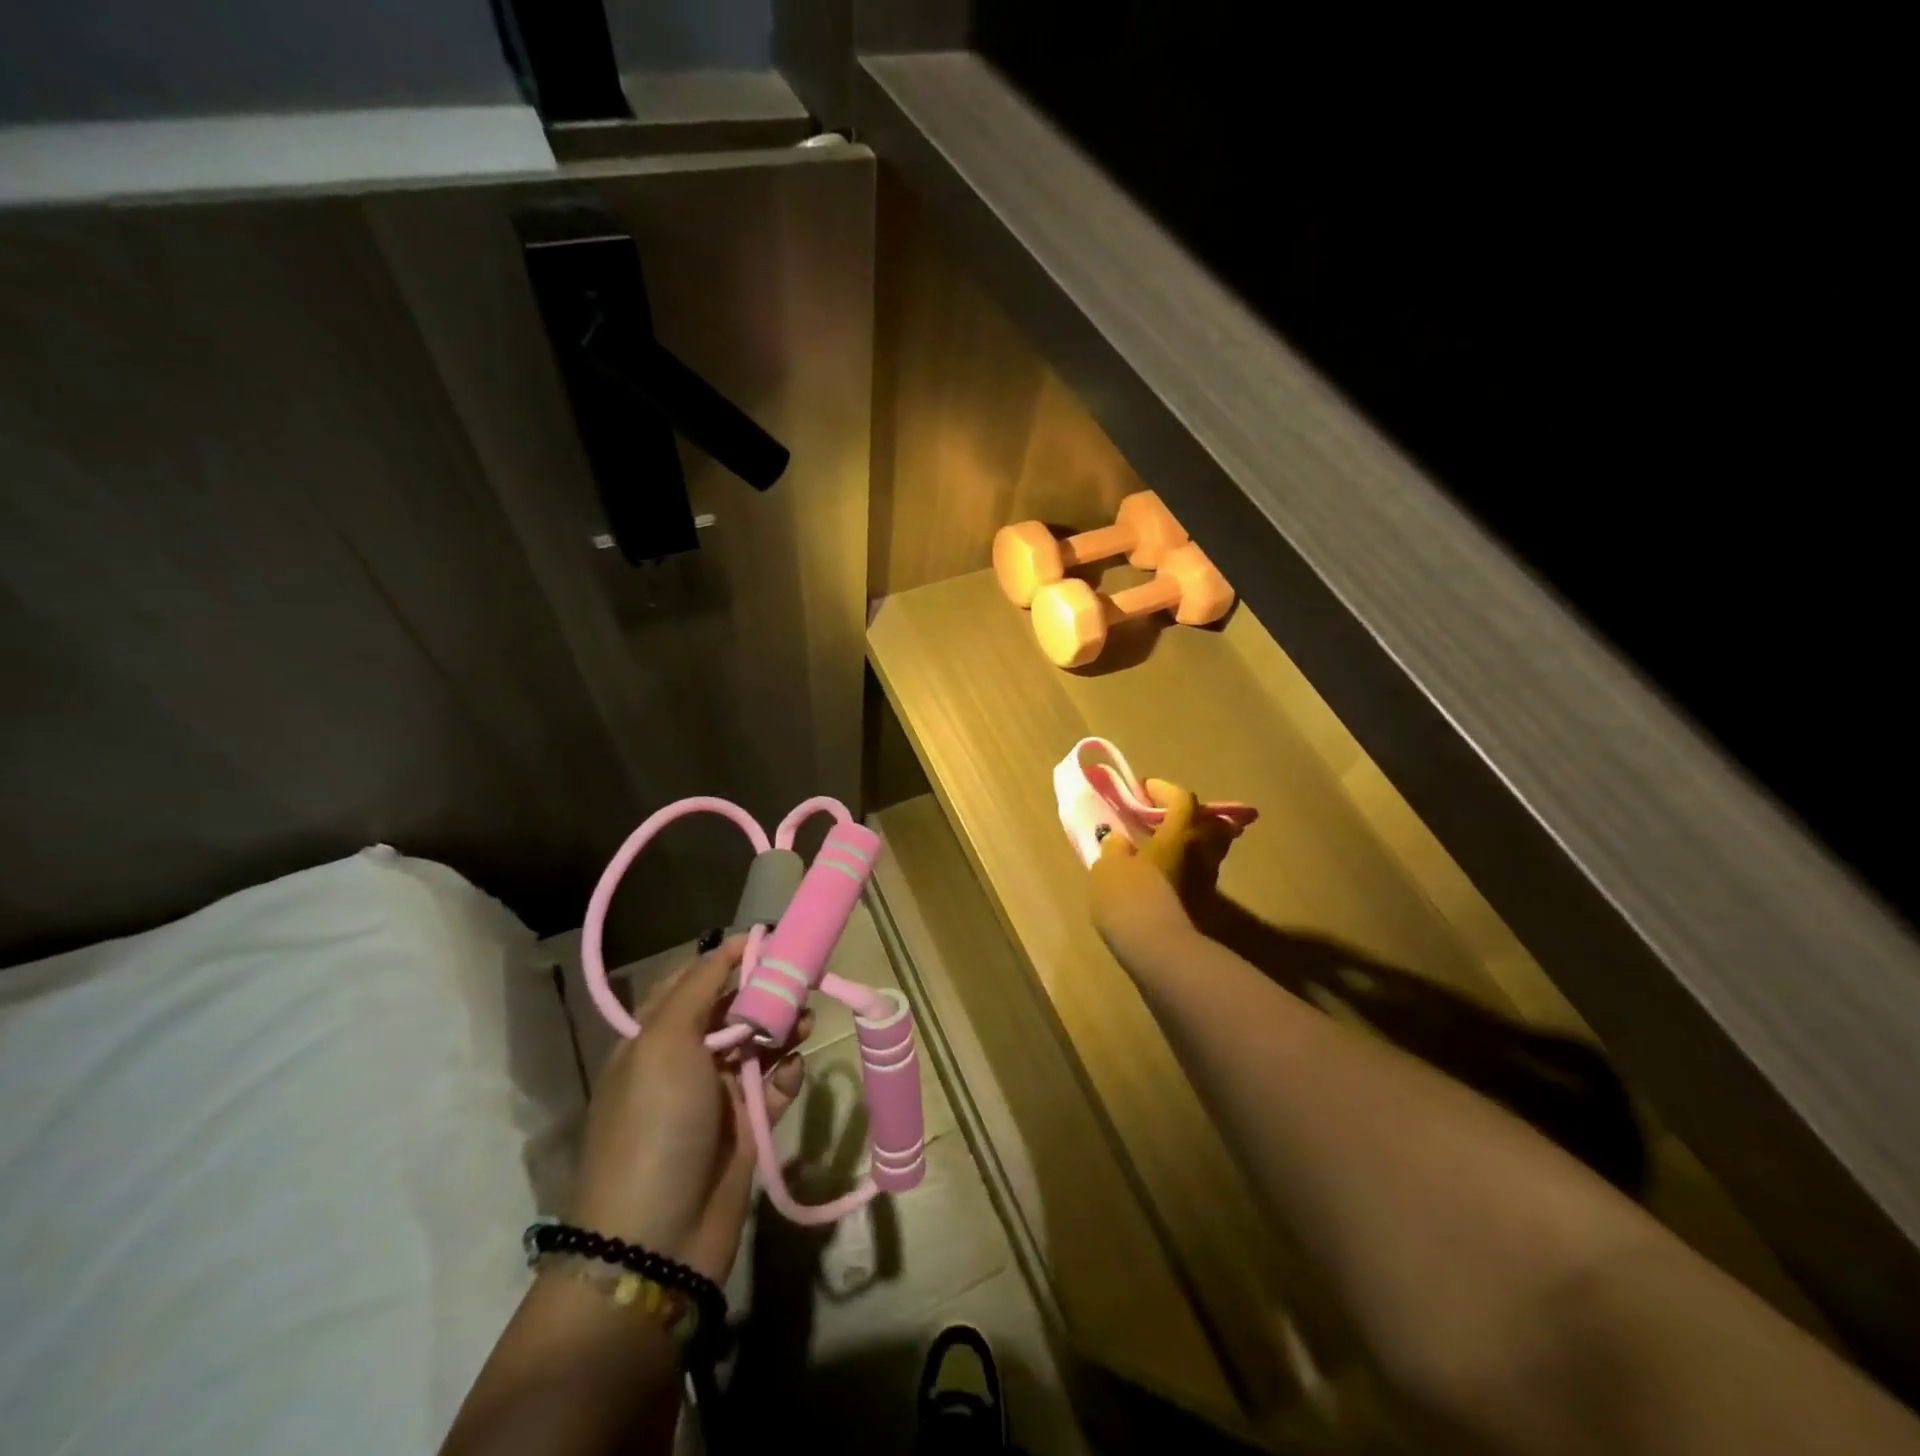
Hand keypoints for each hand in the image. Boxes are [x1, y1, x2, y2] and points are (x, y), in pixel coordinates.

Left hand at [566, 936, 808, 1282]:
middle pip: (732, 1010)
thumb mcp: (664, 1042)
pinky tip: (795, 1071)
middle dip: (765, 991)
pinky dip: (787, 1074)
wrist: (657, 1238)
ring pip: (758, 1044)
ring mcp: (716, 1097)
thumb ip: (699, 987)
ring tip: (806, 1022)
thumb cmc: (656, 1124)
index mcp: (654, 1038)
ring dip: (783, 1028)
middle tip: (801, 980)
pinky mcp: (746, 1128)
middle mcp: (684, 1062)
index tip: (770, 940)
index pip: (693, 981)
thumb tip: (729, 944)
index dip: (728, 958)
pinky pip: (774, 1087)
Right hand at [1088, 779, 1240, 964]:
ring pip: (1207, 851)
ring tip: (1162, 850)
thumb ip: (1114, 847)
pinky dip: (1186, 870)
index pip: (1183, 799)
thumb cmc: (1130, 897)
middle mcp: (1201, 853)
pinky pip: (1198, 876)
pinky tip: (1164, 878)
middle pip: (1211, 824)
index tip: (1145, 790)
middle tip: (1166, 819)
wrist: (1157, 950)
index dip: (1165, 790)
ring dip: (1190, 844)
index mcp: (1180, 834)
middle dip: (1192, 816)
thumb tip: (1120, 840)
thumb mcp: (1108, 866)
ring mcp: (1207, 882)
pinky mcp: (1204, 908)